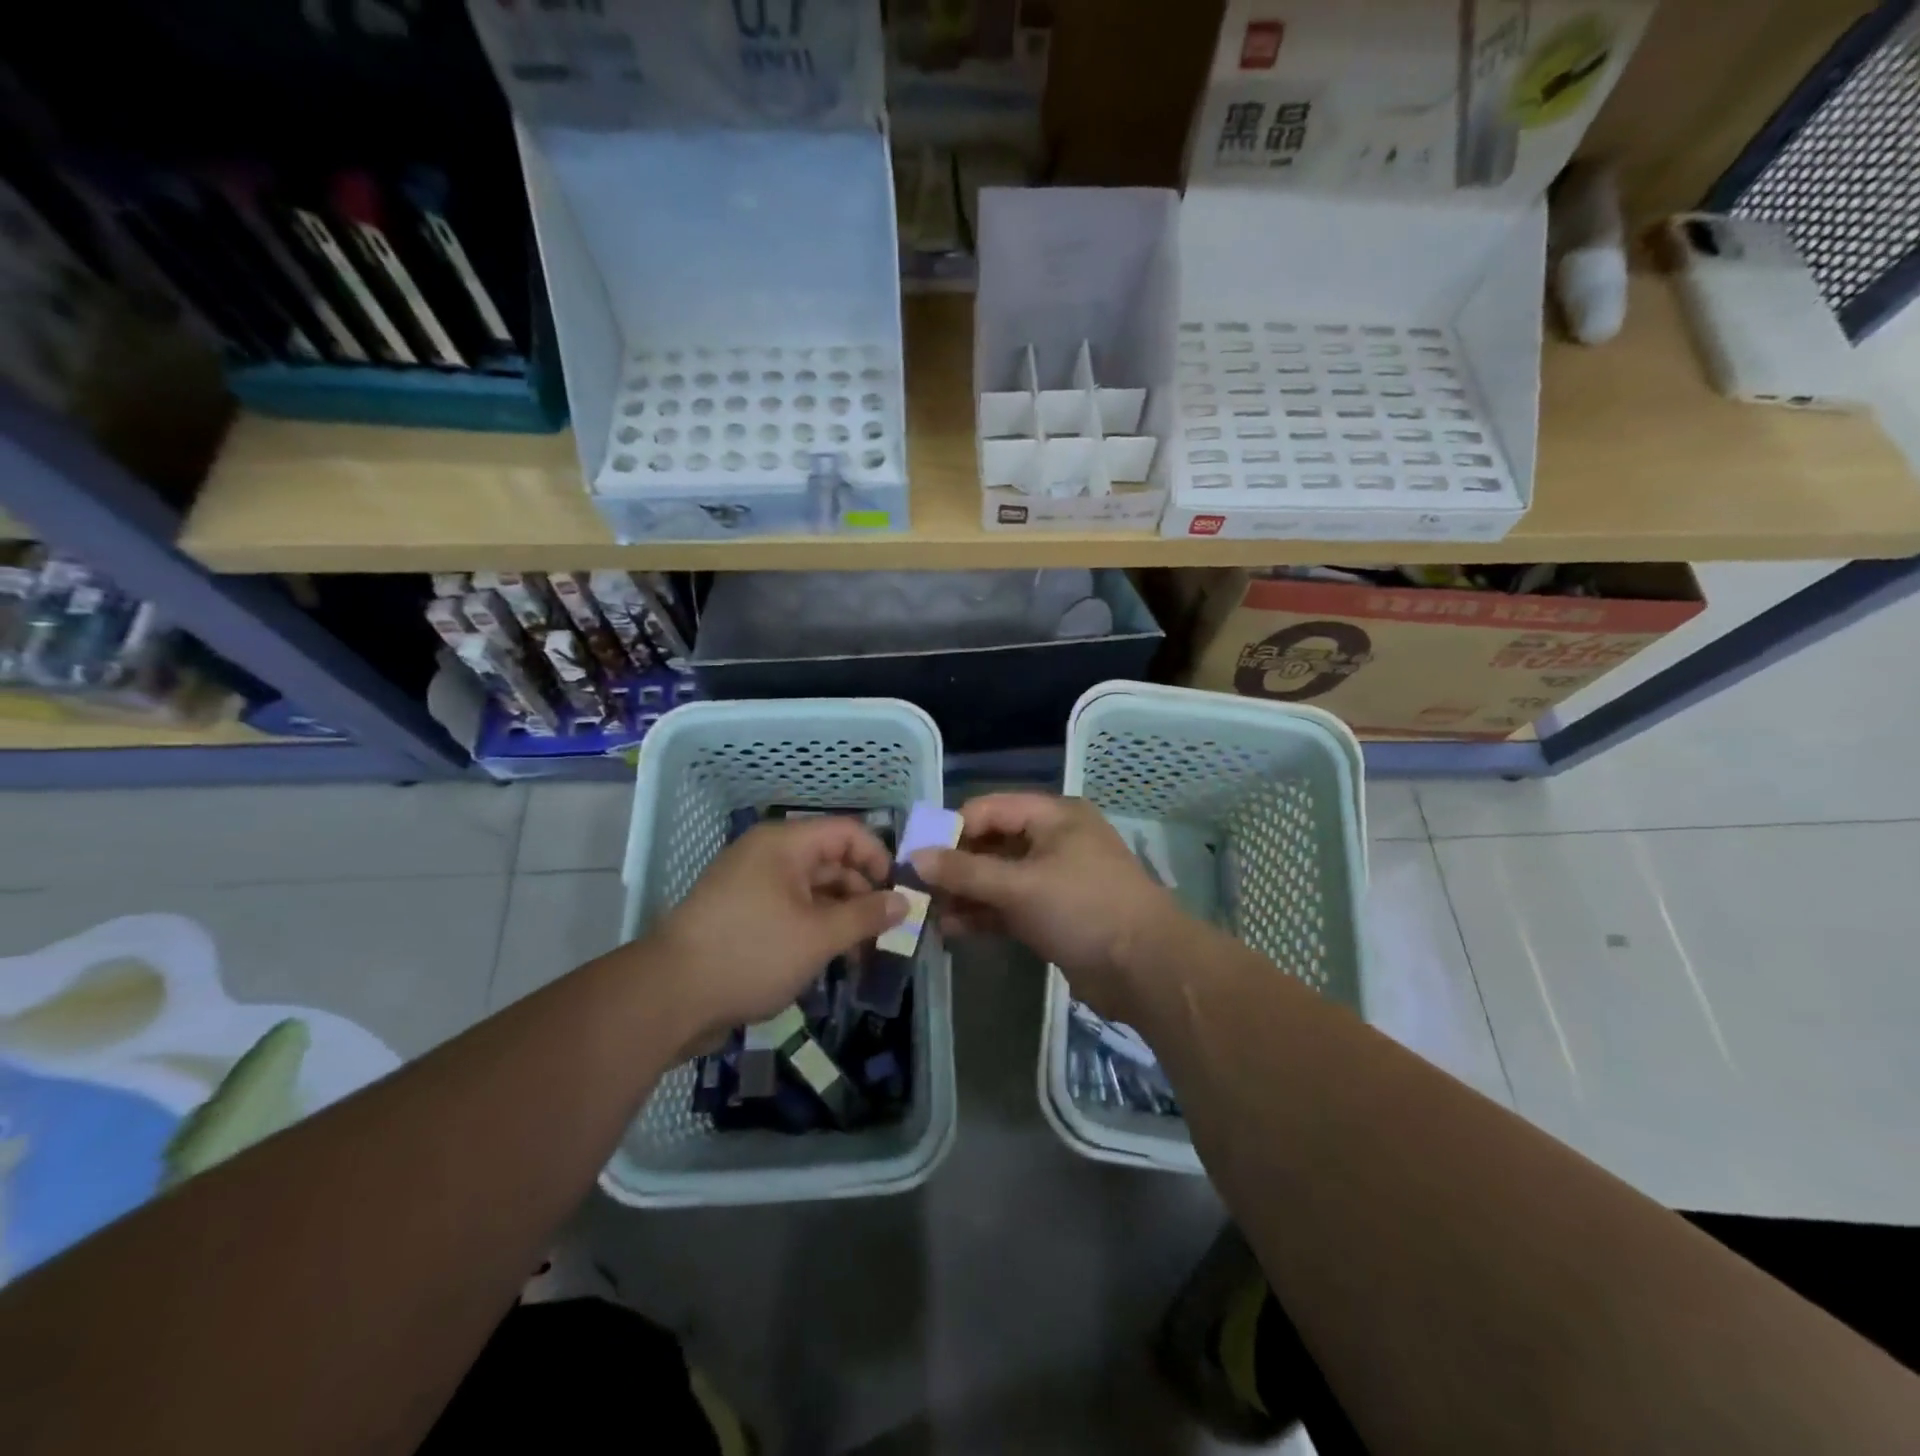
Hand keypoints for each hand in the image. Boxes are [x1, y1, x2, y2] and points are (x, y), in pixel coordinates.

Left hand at [648, 817, 905, 1047]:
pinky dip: (814, 929)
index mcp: (785, 844)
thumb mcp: (818, 936)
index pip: (848, 833)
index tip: (900, 897)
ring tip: (862, 956)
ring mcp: (752, 886)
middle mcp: (769, 856)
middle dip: (863, 896)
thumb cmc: (751, 953)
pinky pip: (790, 911)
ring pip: (812, 891)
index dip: (879, 859)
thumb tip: (905, 902)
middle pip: (831, 862)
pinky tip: (830, 961)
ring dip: (841, 918)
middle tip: (887, 935)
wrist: (669, 997)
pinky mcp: (741, 916)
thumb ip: (866, 916)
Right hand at [910, 793, 1180, 1018]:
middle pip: (992, 844)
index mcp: (1053, 816)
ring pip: (998, 878)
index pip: (989, 809)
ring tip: (928, 914)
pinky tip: (952, 929)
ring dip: (965, 893)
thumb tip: (915, 857)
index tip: (916, 856)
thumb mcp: (1020, 886)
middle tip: (917, 889)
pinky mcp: (1054, 914)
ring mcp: (1054, 878)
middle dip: (955, 866)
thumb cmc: (1084, 909)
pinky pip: (1010, 906)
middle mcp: (1053, 840)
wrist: (1146, 968)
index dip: (951, 830)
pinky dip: (984, 914)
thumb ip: (966, 871)